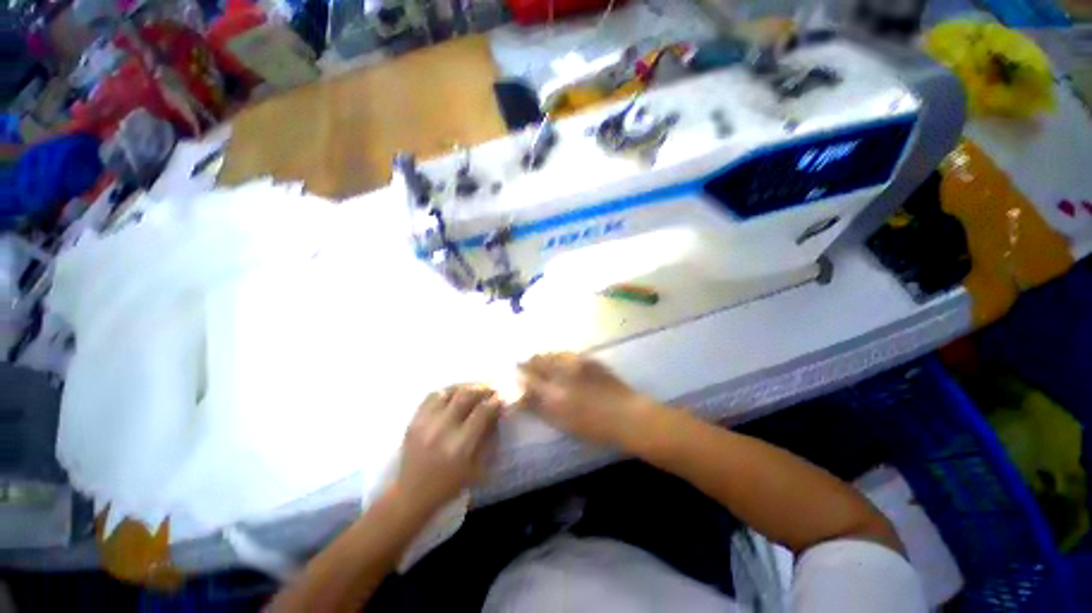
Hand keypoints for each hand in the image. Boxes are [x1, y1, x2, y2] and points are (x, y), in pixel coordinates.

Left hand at [398, 385, 502, 512]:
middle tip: (491, 389)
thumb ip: (489, 437)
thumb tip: (497, 411)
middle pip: (466, 396)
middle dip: (483, 389)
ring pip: (449, 391)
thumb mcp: (478, 467)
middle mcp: (442, 430)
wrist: (412, 494)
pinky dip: (448, 391)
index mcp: (460, 446)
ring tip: (475, 388)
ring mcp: (425, 424)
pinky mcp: (413, 421)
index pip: (482, 412)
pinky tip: (455, 393)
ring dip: (466, 387)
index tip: (502, 397)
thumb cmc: (450, 484)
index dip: (494, 401)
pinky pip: (433, 396)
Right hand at [518, 353, 656, 446]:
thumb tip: (522, 396)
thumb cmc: (594, 427)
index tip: (514, 374)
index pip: (527, 379)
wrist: (627, 415)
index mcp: (553, 395)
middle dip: (527, 363)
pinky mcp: (588, 358)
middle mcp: (562, 374)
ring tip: (539, 363)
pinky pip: (565, 353)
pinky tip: (558, 361)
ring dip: (541, 358)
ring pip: (550, 354)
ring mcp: (576, 363)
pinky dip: (556, 356)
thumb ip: (539, 408)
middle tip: (524, 367)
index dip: (519, 375)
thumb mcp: (562, 423)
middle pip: (536, 361)